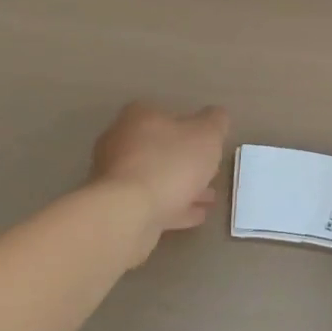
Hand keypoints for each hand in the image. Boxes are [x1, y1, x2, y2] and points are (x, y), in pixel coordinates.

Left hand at [90, 102, 230, 266]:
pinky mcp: (116, 209)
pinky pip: (152, 203)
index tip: (210, 144)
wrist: (127, 215)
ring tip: (209, 198)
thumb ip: (216, 121)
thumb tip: (216, 116)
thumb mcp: (207, 135)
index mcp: (139, 118)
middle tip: (211, 172)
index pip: (168, 115)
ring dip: (182, 186)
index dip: (192, 129)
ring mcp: (115, 178)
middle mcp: (120, 143)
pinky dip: (174, 206)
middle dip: (187, 161)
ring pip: (157, 178)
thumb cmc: (170, 164)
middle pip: (160, 148)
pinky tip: (196, 215)